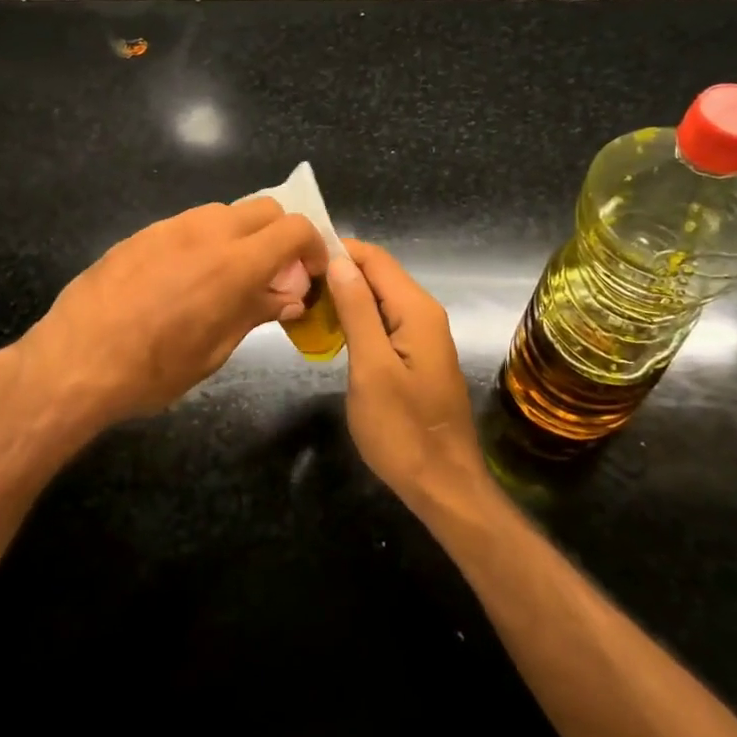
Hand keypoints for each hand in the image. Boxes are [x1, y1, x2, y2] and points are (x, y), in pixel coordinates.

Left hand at [12, 199, 327, 438]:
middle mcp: (207, 231)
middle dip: (280, 235)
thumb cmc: (152, 369)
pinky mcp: (142, 233)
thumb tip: (290, 296)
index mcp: (235, 263)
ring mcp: (170, 227)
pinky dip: (205, 241)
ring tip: (228, 278)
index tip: (309, 274)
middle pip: (265, 209)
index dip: (313, 247)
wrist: (75, 360)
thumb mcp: (214, 350)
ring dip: (242, 236)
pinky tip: (185, 280)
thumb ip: (256, 312)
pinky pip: (188, 225)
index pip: (295, 228)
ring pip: (225, 213)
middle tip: (274, 275)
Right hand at [324, 240, 488, 510]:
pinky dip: (356, 319)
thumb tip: (339, 261)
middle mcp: (424, 313)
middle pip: (378, 275)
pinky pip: (384, 321)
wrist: (442, 485)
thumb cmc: (402, 429)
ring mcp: (422, 335)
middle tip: (294, 286)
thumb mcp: (371, 368)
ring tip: (304, 306)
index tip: (297, 259)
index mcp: (416, 310)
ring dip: (344, 297)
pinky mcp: (416, 355)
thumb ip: (357, 311)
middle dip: (338, 273)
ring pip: (379, 298)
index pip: (374, 258)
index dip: (337, 251)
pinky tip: (331, 331)